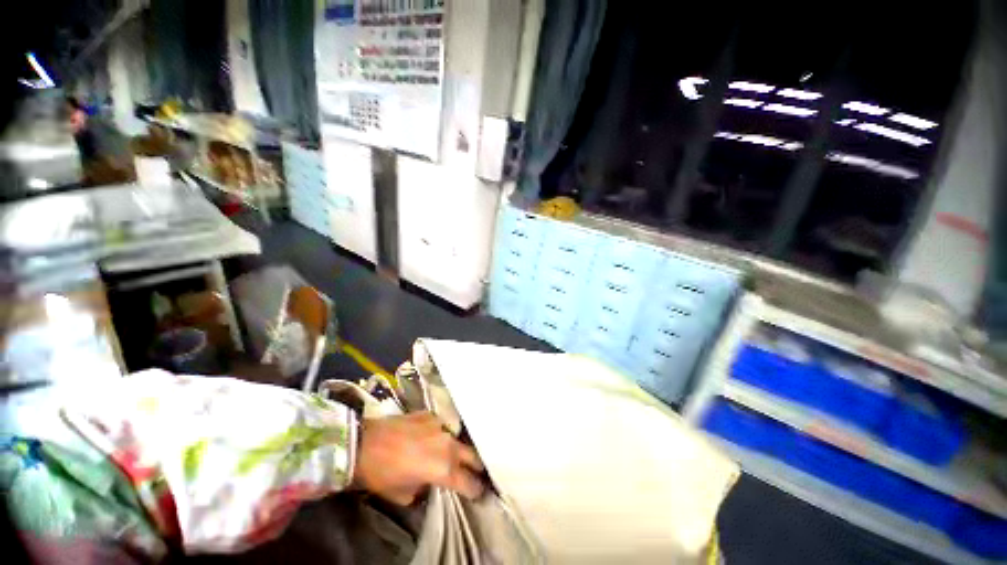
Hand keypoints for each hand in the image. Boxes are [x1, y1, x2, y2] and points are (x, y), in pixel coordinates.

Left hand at [353, 412, 484, 504]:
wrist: (365, 442)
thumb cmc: (382, 474)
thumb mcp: (402, 494)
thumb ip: (423, 488)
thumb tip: (427, 482)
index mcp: (444, 469)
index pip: (469, 482)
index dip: (475, 490)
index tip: (479, 493)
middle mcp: (448, 446)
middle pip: (471, 456)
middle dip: (476, 466)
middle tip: (476, 471)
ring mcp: (440, 427)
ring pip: (456, 440)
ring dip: (456, 449)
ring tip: (450, 454)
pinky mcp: (430, 415)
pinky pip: (441, 427)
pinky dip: (438, 435)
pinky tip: (429, 437)